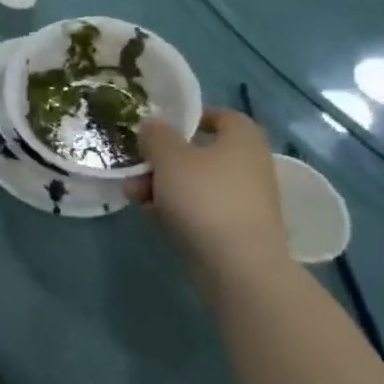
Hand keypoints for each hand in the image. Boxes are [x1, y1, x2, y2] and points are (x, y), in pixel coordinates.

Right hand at [140, 109, 289, 283]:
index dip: (193, 117)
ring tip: (134, 195)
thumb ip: (156, 135)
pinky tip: (152, 217)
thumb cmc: (205, 197)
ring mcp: (245, 202)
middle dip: (164, 160)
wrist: (238, 266)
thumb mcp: (168, 157)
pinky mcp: (236, 231)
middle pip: (201, 154)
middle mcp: (250, 168)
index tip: (164, 126)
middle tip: (137, 167)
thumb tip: (153, 125)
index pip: (223, 117)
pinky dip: (177, 210)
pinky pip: (201, 210)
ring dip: (163, 186)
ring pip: (197, 184)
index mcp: (242, 141)